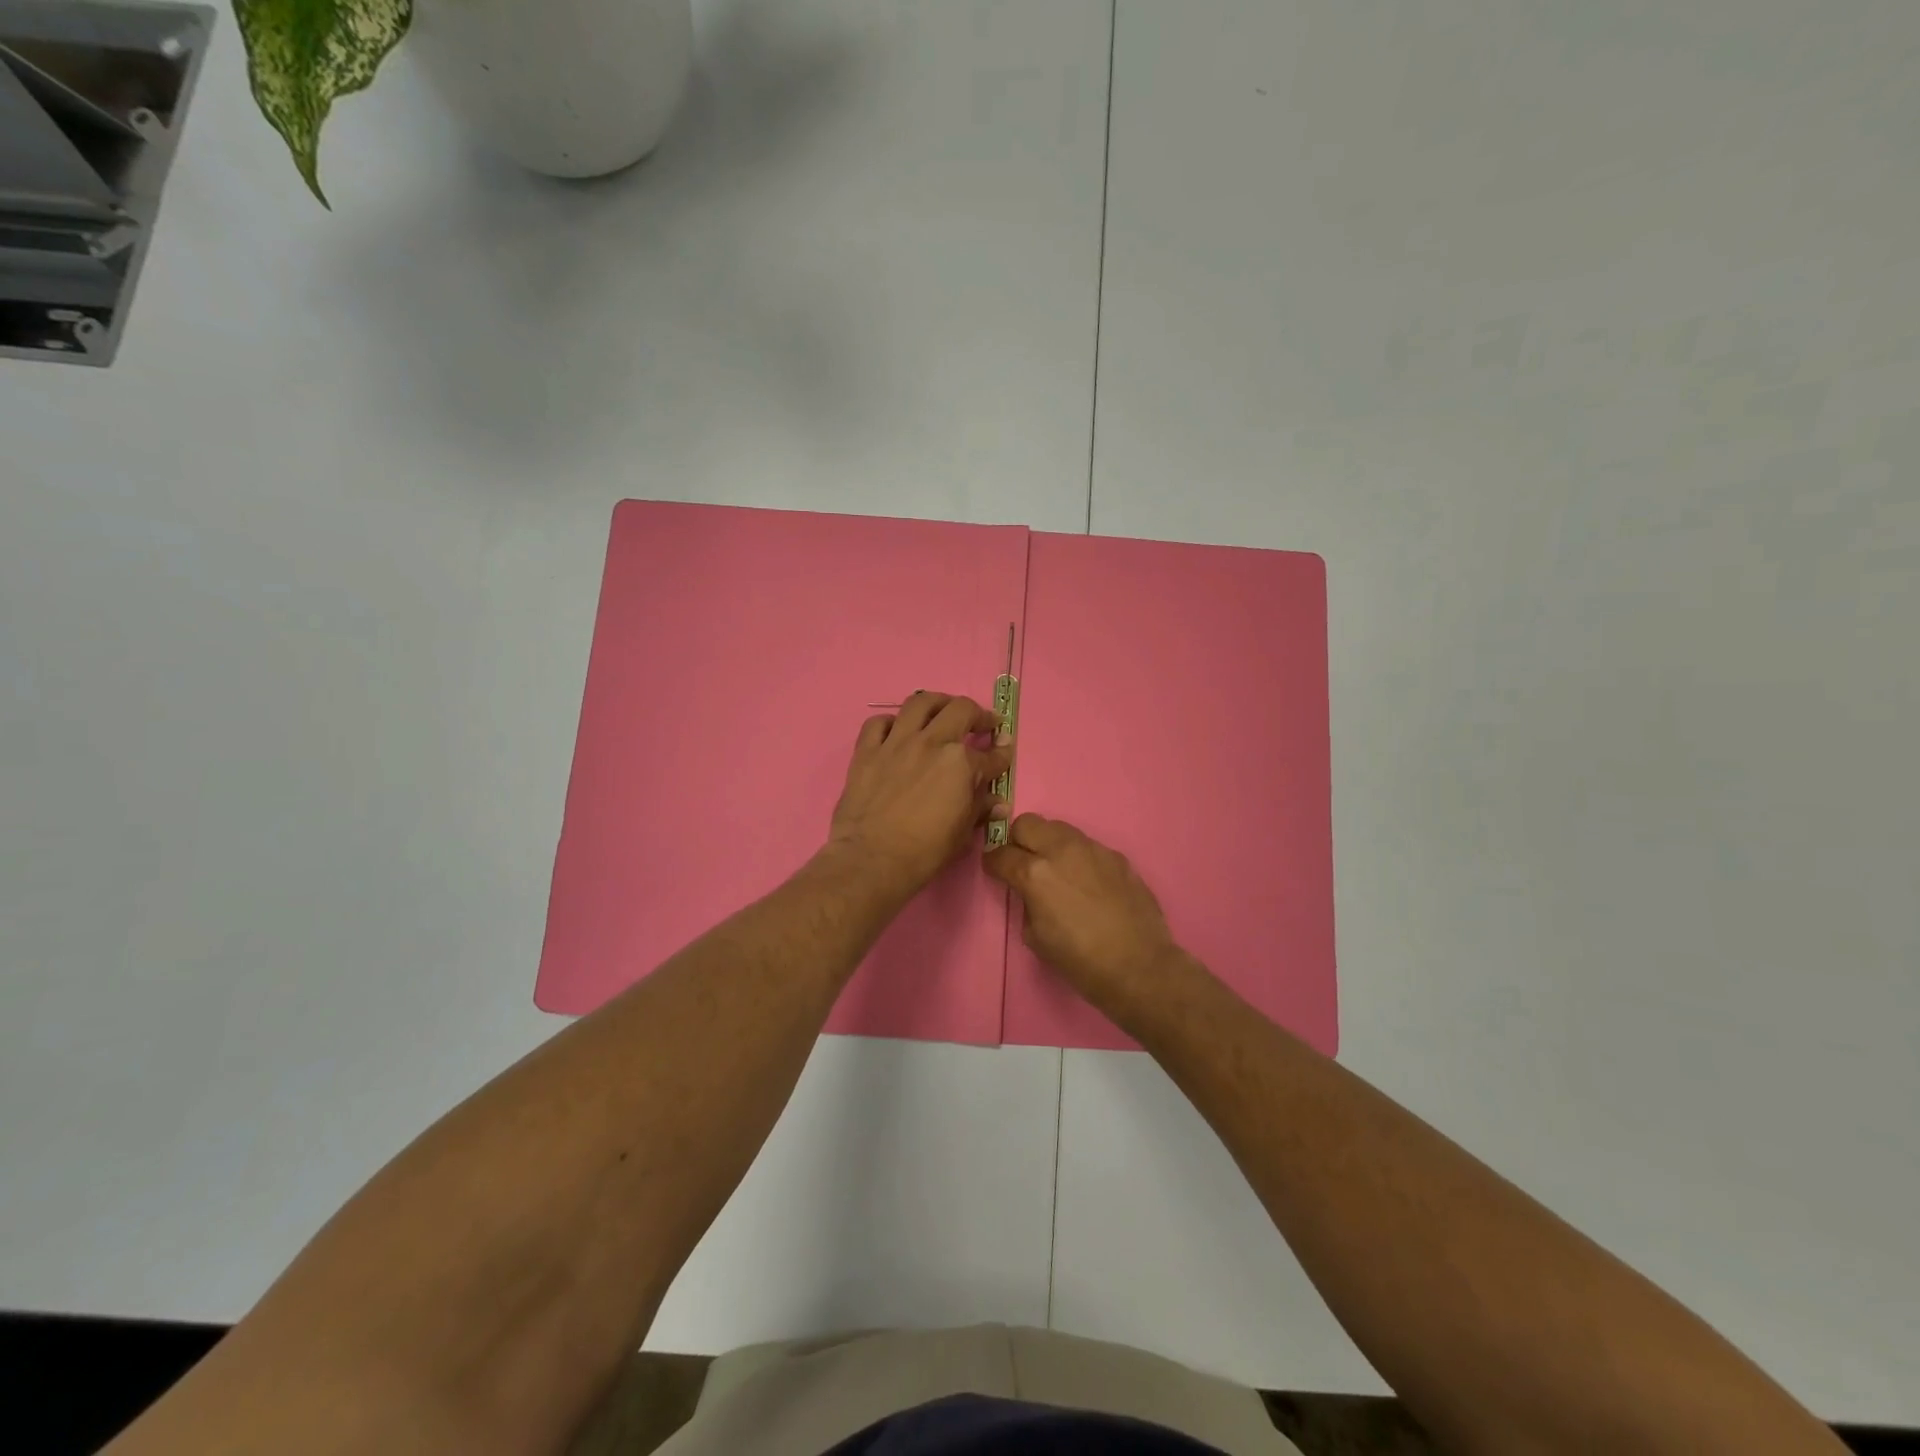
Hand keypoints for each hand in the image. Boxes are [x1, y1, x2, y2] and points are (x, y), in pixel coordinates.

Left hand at [827, 692, 1011, 896]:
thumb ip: (980, 810)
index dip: (1002, 754)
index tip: (1004, 751)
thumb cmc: (924, 853)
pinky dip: (890, 722)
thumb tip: (998, 803)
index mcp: (961, 764)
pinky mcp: (867, 751)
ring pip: (919, 703)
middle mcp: (931, 742)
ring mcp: (896, 742)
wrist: (871, 859)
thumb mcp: (962, 834)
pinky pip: (877, 723)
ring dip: (937, 703)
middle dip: (978, 715)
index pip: (991, 755)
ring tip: (942, 710)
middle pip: (961, 710)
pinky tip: (896, 731)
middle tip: (982, 723)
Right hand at [984, 814, 1179, 1016]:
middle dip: (1018, 841)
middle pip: (1027, 824)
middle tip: (1023, 863)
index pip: (1000, 854)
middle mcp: (1061, 850)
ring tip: (1057, 870)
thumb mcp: (1035, 937)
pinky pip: (1087, 846)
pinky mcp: (1116, 856)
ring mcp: (1092, 849)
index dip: (993, 863)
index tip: (995, 871)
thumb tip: (1030, 891)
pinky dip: (1078, 857)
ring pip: (1058, 828)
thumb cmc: (1080, 960)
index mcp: (1034, 873)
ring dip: (1049, 844)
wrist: (1138, 966)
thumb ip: (1026, 902)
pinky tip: (1087, 883)